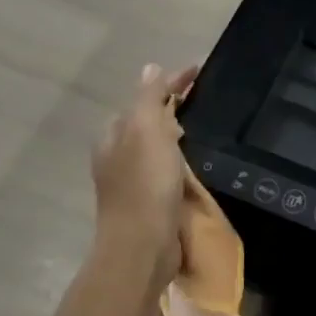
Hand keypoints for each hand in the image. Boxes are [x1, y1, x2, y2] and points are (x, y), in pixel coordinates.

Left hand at [91, 63, 197, 281]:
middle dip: (171, 108)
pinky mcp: (148, 203)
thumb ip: (149, 98)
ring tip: (202, 128)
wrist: (143, 247)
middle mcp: (117, 156)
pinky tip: (194, 163)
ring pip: (155, 147)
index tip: (199, 71)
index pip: (144, 97)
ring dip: (175, 134)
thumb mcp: (147, 131)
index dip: (171, 82)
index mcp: (113, 135)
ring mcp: (131, 182)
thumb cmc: (145, 184)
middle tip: (201, 98)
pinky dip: (179, 159)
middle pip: (146, 121)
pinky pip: (165, 169)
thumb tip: (151, 68)